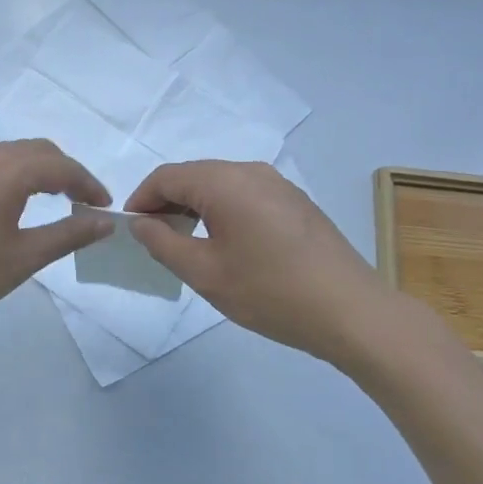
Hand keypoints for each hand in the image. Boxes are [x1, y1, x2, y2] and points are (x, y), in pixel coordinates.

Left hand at [0, 140, 113, 335]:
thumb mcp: (21, 259)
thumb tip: (105, 222)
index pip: (60, 165)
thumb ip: (67, 234)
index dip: (87, 183)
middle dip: (64, 171)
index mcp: (5, 172)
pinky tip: (5, 206)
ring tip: (49, 202)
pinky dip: (8, 176)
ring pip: (7, 155)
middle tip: (81, 203)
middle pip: (35, 151)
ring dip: (35, 171)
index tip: (104, 207)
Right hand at [126, 160, 408, 365]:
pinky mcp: (296, 201)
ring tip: (186, 243)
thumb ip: (163, 244)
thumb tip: (141, 224)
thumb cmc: (270, 292)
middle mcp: (251, 171)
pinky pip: (245, 194)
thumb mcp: (205, 273)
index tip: (131, 228)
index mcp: (225, 182)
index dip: (141, 199)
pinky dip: (223, 210)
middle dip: (167, 202)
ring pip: (220, 184)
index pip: (167, 176)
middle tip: (154, 238)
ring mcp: (278, 184)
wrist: (352, 312)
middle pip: (194, 175)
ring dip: (195, 206)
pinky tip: (226, 243)